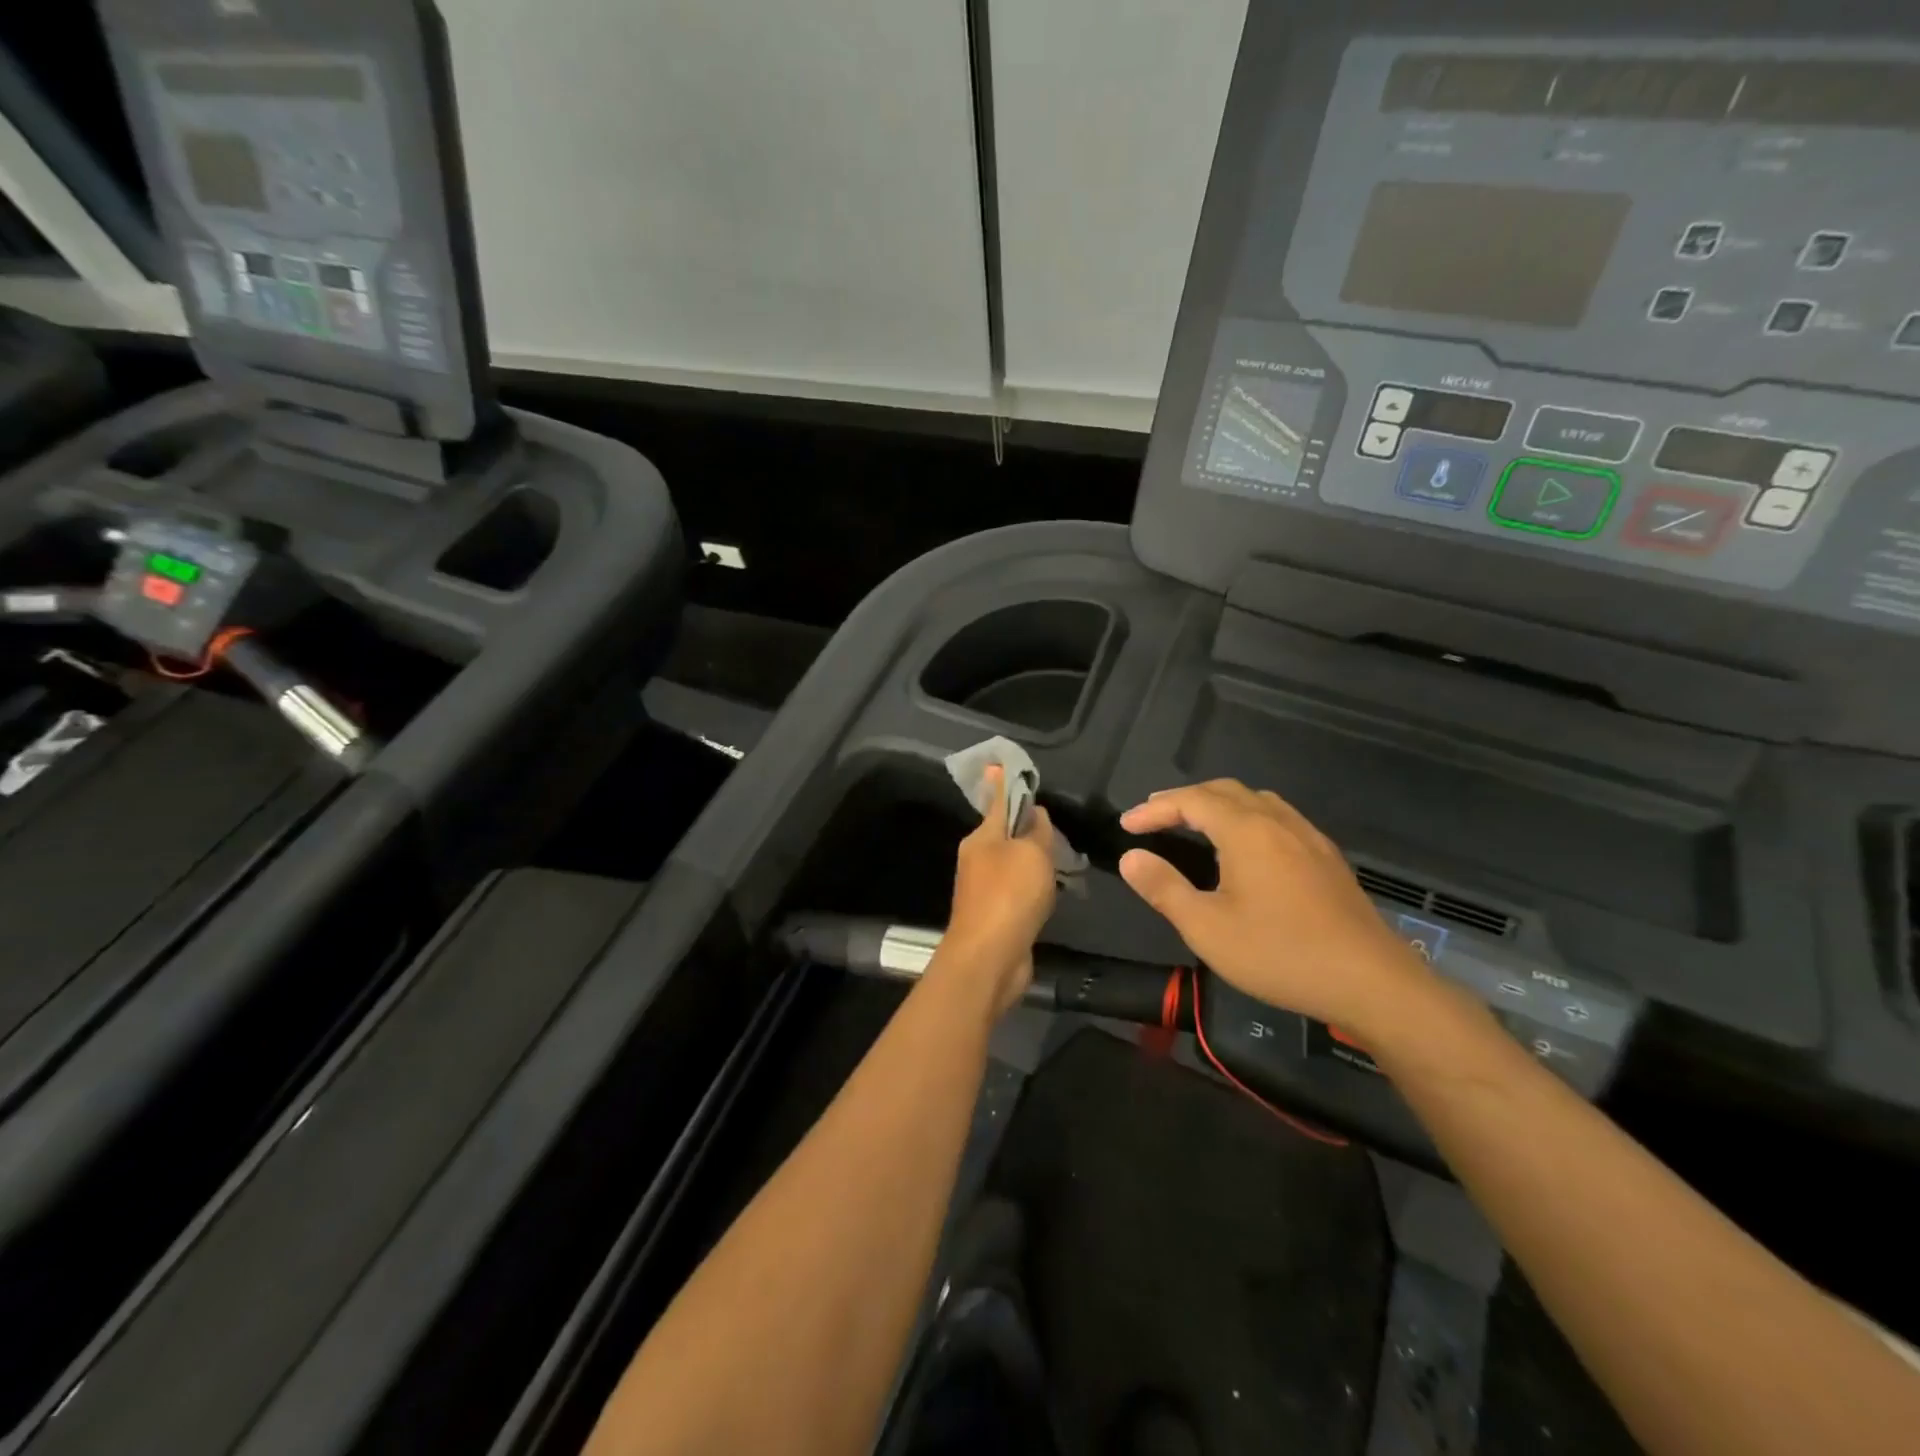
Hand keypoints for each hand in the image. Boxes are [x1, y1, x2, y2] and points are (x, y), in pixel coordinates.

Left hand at [940, 766, 1057, 1016]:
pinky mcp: (995, 916)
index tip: (1005, 765)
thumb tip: (1035, 813)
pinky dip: (1034, 887)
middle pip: (1006, 834)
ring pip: (1014, 863)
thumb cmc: (1009, 895)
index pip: (997, 802)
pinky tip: (1050, 891)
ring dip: (1034, 860)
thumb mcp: (1030, 853)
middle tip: (1056, 826)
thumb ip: (1035, 830)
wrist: (990, 958)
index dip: (1006, 784)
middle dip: (1028, 828)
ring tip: (1061, 858)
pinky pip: (1018, 891)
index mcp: (980, 838)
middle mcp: (977, 860)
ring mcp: (984, 889)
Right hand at [1118, 779, 1427, 1033]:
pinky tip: (1245, 846)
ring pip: (1255, 799)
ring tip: (1193, 823)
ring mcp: (1308, 837)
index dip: (1154, 809)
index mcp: (1246, 831)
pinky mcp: (1326, 857)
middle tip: (1153, 817)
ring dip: (1217, 803)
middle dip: (1184, 799)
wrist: (1371, 982)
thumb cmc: (1280, 953)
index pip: (1190, 801)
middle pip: (1224, 790)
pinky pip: (1277, 816)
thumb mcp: (1207, 928)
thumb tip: (1131, 858)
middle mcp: (1278, 821)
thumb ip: (1163, 888)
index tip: (1125, 825)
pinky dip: (1246, 816)